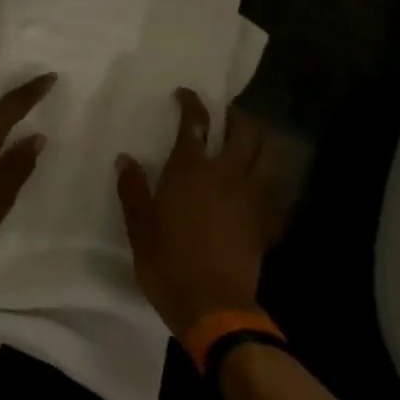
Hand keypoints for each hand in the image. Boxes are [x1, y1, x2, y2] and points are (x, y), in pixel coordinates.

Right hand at [116, 89, 278, 338]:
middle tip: (226, 115)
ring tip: (248, 140)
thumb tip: (125, 158)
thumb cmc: (167, 262)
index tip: (185, 94)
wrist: (213, 304)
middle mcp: (225, 173)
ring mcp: (251, 196)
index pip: (195, 123)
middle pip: (242, 130)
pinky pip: (273, 186)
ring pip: (266, 153)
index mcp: (190, 170)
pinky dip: (267, 174)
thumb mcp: (139, 227)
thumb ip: (132, 189)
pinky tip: (259, 180)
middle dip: (236, 116)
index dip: (191, 103)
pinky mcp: (266, 219)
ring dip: (259, 139)